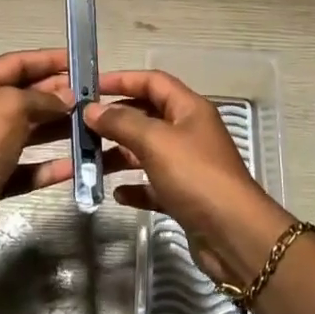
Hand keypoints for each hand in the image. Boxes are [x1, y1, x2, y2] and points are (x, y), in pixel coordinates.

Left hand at [0, 49, 79, 257]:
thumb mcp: (11, 106)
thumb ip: (42, 97)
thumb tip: (67, 97)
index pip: (15, 63)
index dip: (48, 59)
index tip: (80, 60)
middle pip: (23, 97)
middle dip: (57, 94)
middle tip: (92, 95)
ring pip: (28, 133)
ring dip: (58, 128)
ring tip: (91, 125)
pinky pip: (27, 168)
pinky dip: (49, 166)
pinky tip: (76, 165)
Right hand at [85, 69, 290, 282]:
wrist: (233, 234)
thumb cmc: (195, 176)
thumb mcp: (155, 141)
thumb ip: (122, 122)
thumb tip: (92, 109)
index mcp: (189, 109)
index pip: (153, 82)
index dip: (122, 79)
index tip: (90, 86)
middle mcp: (189, 132)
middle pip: (147, 115)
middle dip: (115, 119)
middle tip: (81, 126)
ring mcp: (188, 165)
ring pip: (146, 151)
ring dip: (119, 154)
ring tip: (89, 161)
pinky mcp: (184, 196)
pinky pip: (153, 184)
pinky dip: (135, 187)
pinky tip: (117, 194)